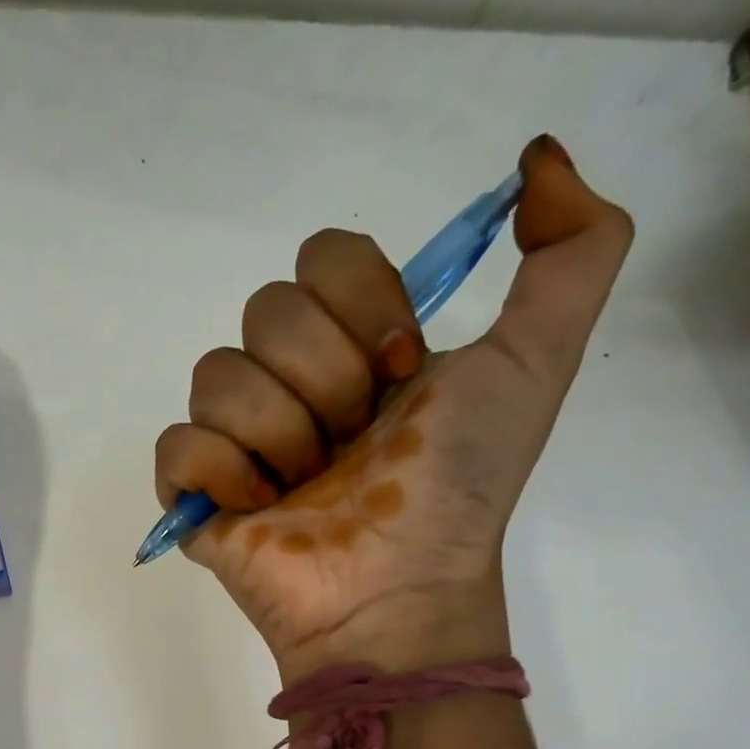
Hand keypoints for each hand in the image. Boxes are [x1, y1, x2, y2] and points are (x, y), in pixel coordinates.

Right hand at [152, 137, 633, 678]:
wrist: (398, 589)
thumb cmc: (456, 487)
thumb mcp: (535, 363)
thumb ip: (573, 252)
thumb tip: (537, 159)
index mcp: (352, 345)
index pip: (323, 256)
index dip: (363, 305)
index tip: (400, 371)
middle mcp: (288, 381)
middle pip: (267, 310)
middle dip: (324, 380)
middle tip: (354, 442)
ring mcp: (235, 439)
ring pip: (216, 374)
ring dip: (280, 434)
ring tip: (308, 488)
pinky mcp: (193, 492)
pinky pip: (177, 444)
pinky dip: (222, 473)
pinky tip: (260, 508)